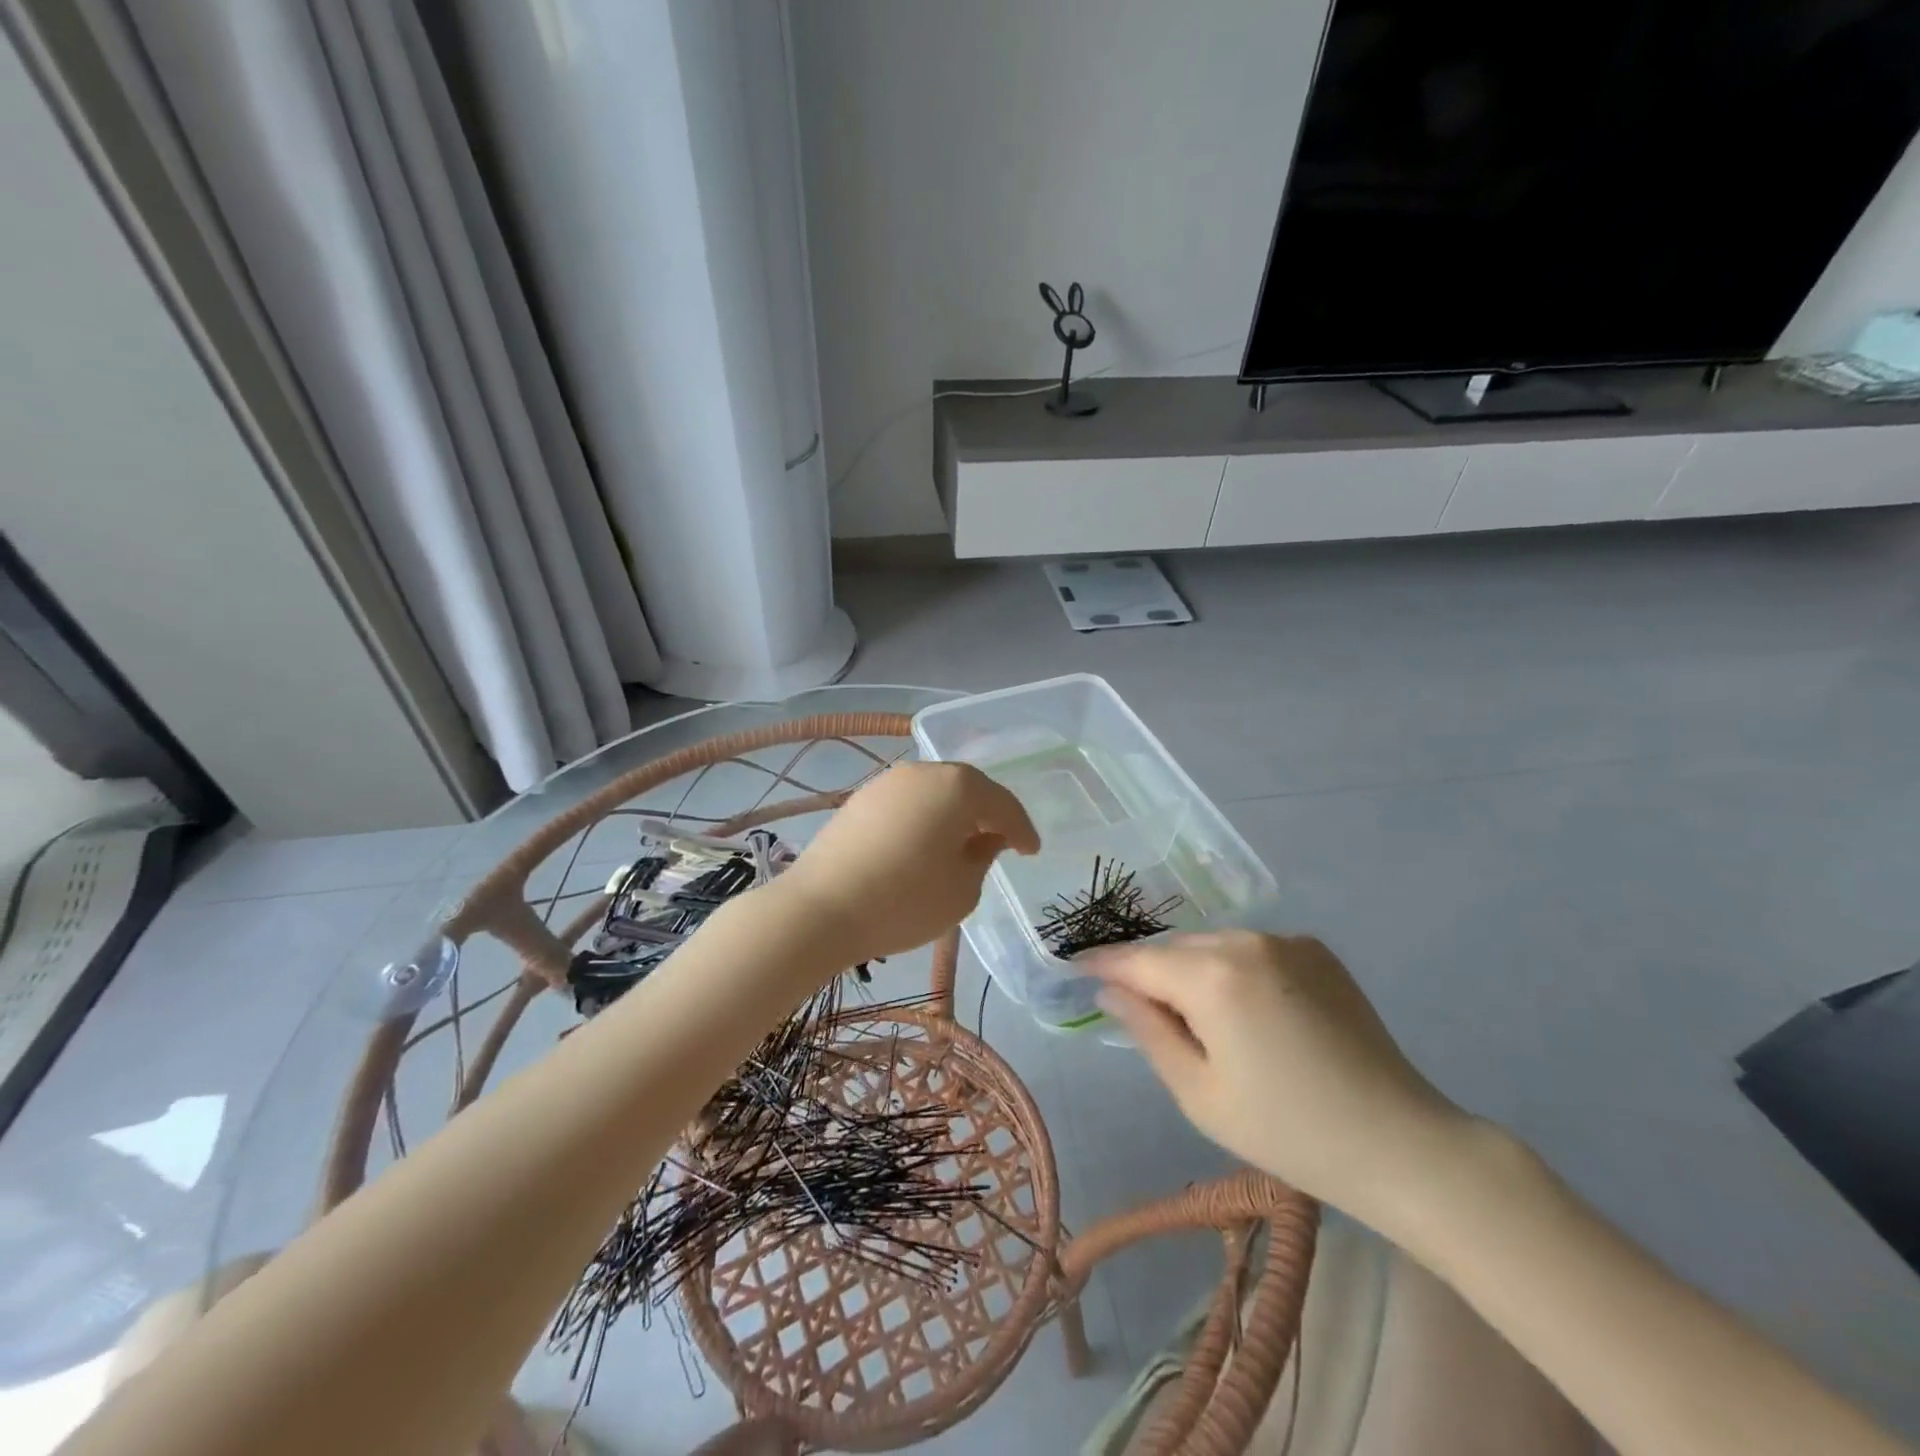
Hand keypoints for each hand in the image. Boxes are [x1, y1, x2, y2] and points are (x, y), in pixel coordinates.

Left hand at [773, 762, 1039, 962]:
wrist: (820, 909)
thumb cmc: (904, 900)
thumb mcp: (962, 889)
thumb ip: (984, 857)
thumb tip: (986, 838)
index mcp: (958, 786)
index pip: (1002, 804)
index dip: (1021, 830)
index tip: (1031, 851)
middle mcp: (923, 772)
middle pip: (967, 788)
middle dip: (987, 814)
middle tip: (1001, 841)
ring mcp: (887, 782)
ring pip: (935, 792)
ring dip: (953, 814)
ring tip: (962, 843)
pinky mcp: (860, 799)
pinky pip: (907, 803)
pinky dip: (923, 818)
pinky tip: (923, 843)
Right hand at [1087, 931, 1472, 1225]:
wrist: (1400, 1143)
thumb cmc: (1287, 1130)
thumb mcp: (1199, 1093)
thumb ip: (1147, 1030)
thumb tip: (1110, 991)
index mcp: (1212, 976)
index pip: (1137, 960)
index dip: (1101, 964)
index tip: (1074, 968)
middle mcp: (1246, 941)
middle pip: (1175, 950)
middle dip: (1150, 973)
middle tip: (1140, 1012)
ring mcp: (1287, 940)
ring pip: (1213, 946)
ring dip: (1193, 971)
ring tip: (1199, 1019)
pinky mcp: (1317, 951)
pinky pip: (1252, 950)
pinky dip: (1234, 970)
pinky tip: (1249, 1012)